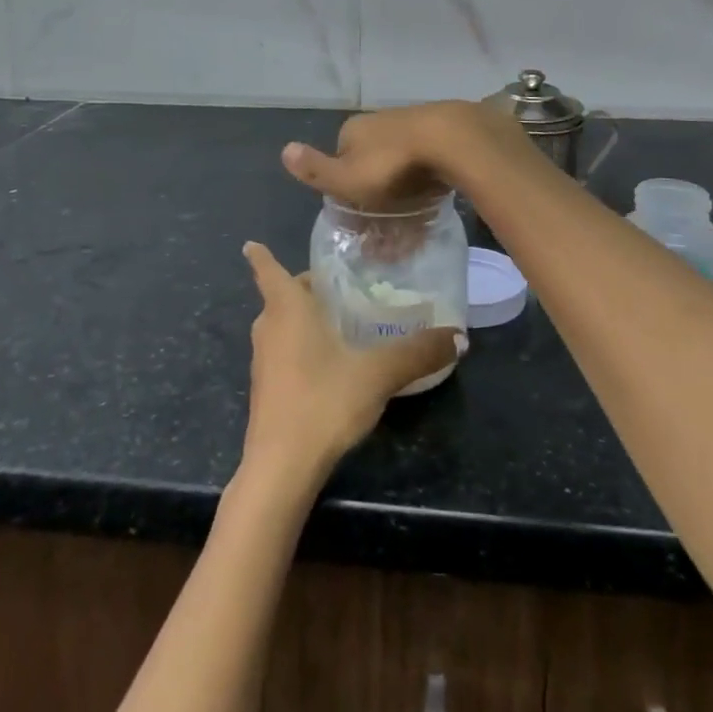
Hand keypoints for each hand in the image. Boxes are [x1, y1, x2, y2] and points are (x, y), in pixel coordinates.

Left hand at [239, 242, 458, 485]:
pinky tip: (332, 363)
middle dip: (306, 288)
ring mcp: (264, 360)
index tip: (252, 243)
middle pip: (283, 296)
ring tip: (342, 320)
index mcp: (287, 308)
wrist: (282, 467)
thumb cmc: (323, 401)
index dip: (260, 254)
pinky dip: (302, 346)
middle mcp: (269, 327)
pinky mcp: (266, 389)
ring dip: (304, 319)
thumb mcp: (377, 374)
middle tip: (340, 285)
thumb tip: (460, 336)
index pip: (267, 269)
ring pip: (283, 325)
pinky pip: (284, 352)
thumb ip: (417, 352)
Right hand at [280, 101, 523, 212]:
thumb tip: (284, 150)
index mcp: (352, 131)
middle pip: (371, 167)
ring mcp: (412, 127)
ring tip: (412, 234)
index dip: (345, 193)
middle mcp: (379, 124)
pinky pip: (426, 169)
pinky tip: (433, 212)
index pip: (340, 163)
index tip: (357, 223)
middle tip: (387, 236)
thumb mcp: (345, 176)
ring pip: (400, 169)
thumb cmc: (390, 165)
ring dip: (402, 199)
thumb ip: (316, 169)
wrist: (450, 141)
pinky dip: (425, 189)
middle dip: (376, 200)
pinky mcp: (441, 137)